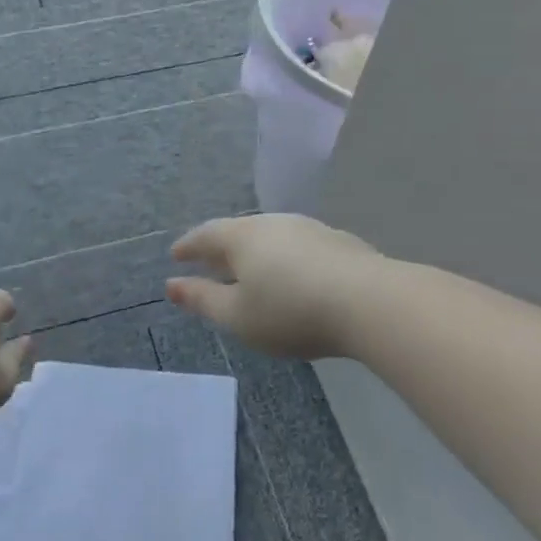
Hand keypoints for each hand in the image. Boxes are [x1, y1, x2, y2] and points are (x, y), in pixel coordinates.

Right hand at [166, 215, 381, 359]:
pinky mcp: (339, 243)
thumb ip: (203, 300)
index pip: (206, 235)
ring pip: (272, 238)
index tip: (176, 256)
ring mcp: (310, 229)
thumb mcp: (237, 316)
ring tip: (249, 272)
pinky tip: (291, 277)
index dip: (188, 246)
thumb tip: (172, 285)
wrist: (369, 301)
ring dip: (255, 254)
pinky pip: (298, 247)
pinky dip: (284, 260)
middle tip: (209, 264)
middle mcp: (274, 223)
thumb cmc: (290, 311)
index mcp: (242, 237)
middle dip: (221, 249)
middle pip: (239, 232)